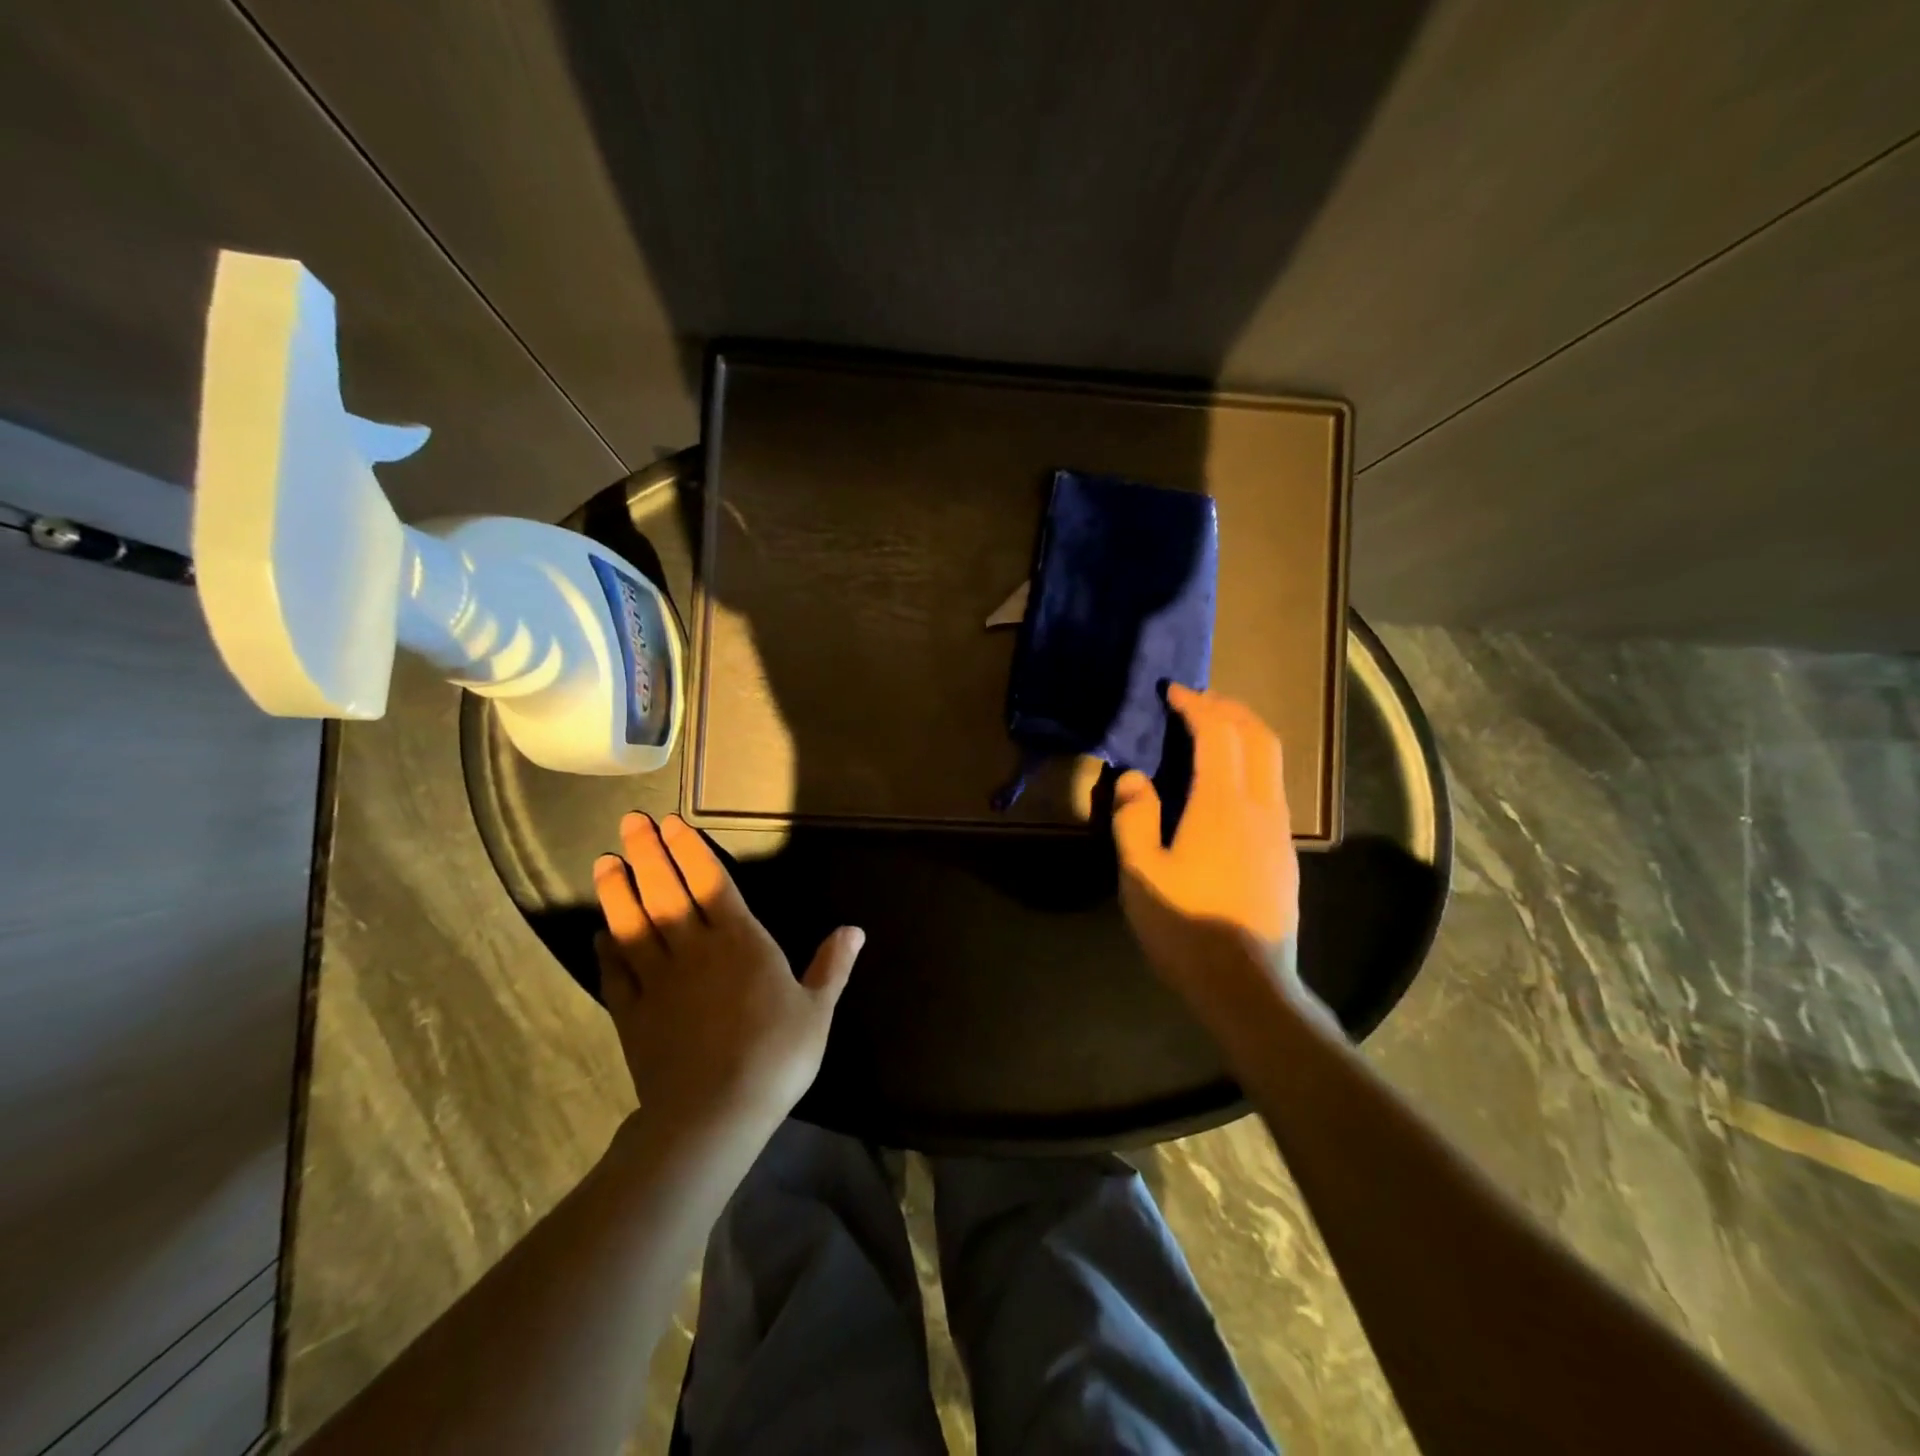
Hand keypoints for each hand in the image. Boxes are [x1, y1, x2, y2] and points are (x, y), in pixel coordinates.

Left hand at [593, 812, 863, 1136]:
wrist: (713, 1115)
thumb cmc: (775, 1057)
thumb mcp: (817, 1011)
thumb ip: (833, 966)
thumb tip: (855, 929)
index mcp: (740, 941)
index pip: (711, 882)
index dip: (690, 850)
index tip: (671, 824)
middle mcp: (694, 949)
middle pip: (666, 890)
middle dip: (648, 853)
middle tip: (631, 822)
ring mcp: (657, 980)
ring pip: (632, 923)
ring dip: (618, 890)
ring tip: (605, 862)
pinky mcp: (631, 1012)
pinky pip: (614, 971)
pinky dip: (605, 948)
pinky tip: (599, 933)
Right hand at [1111, 685, 1303, 1030]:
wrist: (1246, 985)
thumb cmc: (1185, 926)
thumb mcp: (1140, 873)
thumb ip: (1134, 817)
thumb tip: (1134, 778)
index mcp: (1222, 805)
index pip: (1218, 734)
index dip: (1196, 706)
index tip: (1173, 691)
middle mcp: (1260, 807)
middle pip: (1258, 736)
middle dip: (1229, 708)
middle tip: (1197, 701)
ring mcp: (1278, 831)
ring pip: (1272, 762)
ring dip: (1244, 734)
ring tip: (1213, 732)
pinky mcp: (1284, 854)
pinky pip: (1272, 788)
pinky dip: (1251, 764)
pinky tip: (1226, 785)